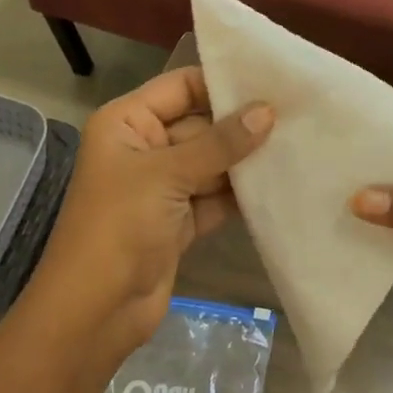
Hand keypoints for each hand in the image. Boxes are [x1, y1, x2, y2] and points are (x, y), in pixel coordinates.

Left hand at [26, 68, 272, 367]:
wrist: (94, 313)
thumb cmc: (119, 226)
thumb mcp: (167, 175)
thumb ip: (220, 143)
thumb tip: (268, 111)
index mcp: (126, 122)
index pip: (180, 87)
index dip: (221, 83)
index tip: (272, 80)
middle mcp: (143, 147)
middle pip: (200, 124)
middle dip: (242, 123)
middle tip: (296, 114)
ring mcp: (161, 186)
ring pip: (211, 162)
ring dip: (245, 160)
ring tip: (297, 144)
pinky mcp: (178, 221)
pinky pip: (214, 196)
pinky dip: (240, 194)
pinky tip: (279, 183)